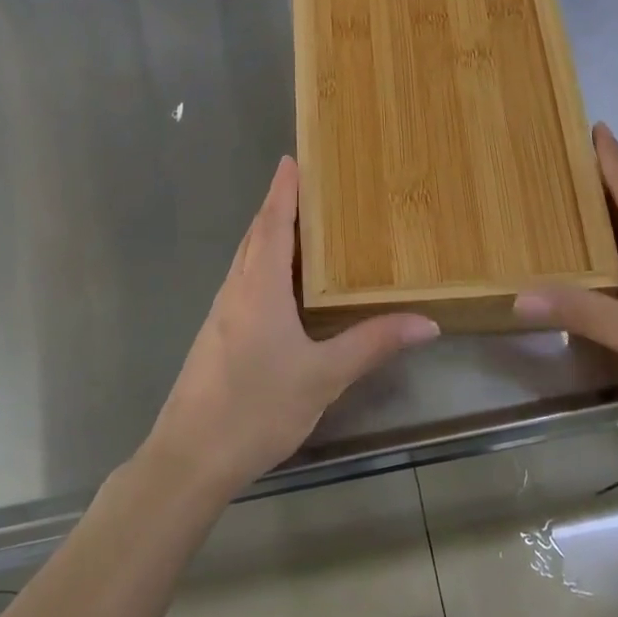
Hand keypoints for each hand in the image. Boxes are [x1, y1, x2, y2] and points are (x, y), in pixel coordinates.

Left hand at [143, 156, 439, 499]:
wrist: (190, 457)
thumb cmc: (257, 407)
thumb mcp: (324, 375)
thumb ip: (373, 343)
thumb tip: (427, 322)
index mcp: (259, 287)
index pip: (272, 224)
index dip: (283, 190)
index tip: (292, 159)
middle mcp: (236, 290)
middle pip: (256, 236)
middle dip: (278, 206)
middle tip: (307, 185)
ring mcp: (221, 314)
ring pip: (246, 261)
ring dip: (269, 236)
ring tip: (300, 227)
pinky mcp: (216, 337)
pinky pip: (243, 284)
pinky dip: (263, 267)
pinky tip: (282, 287)